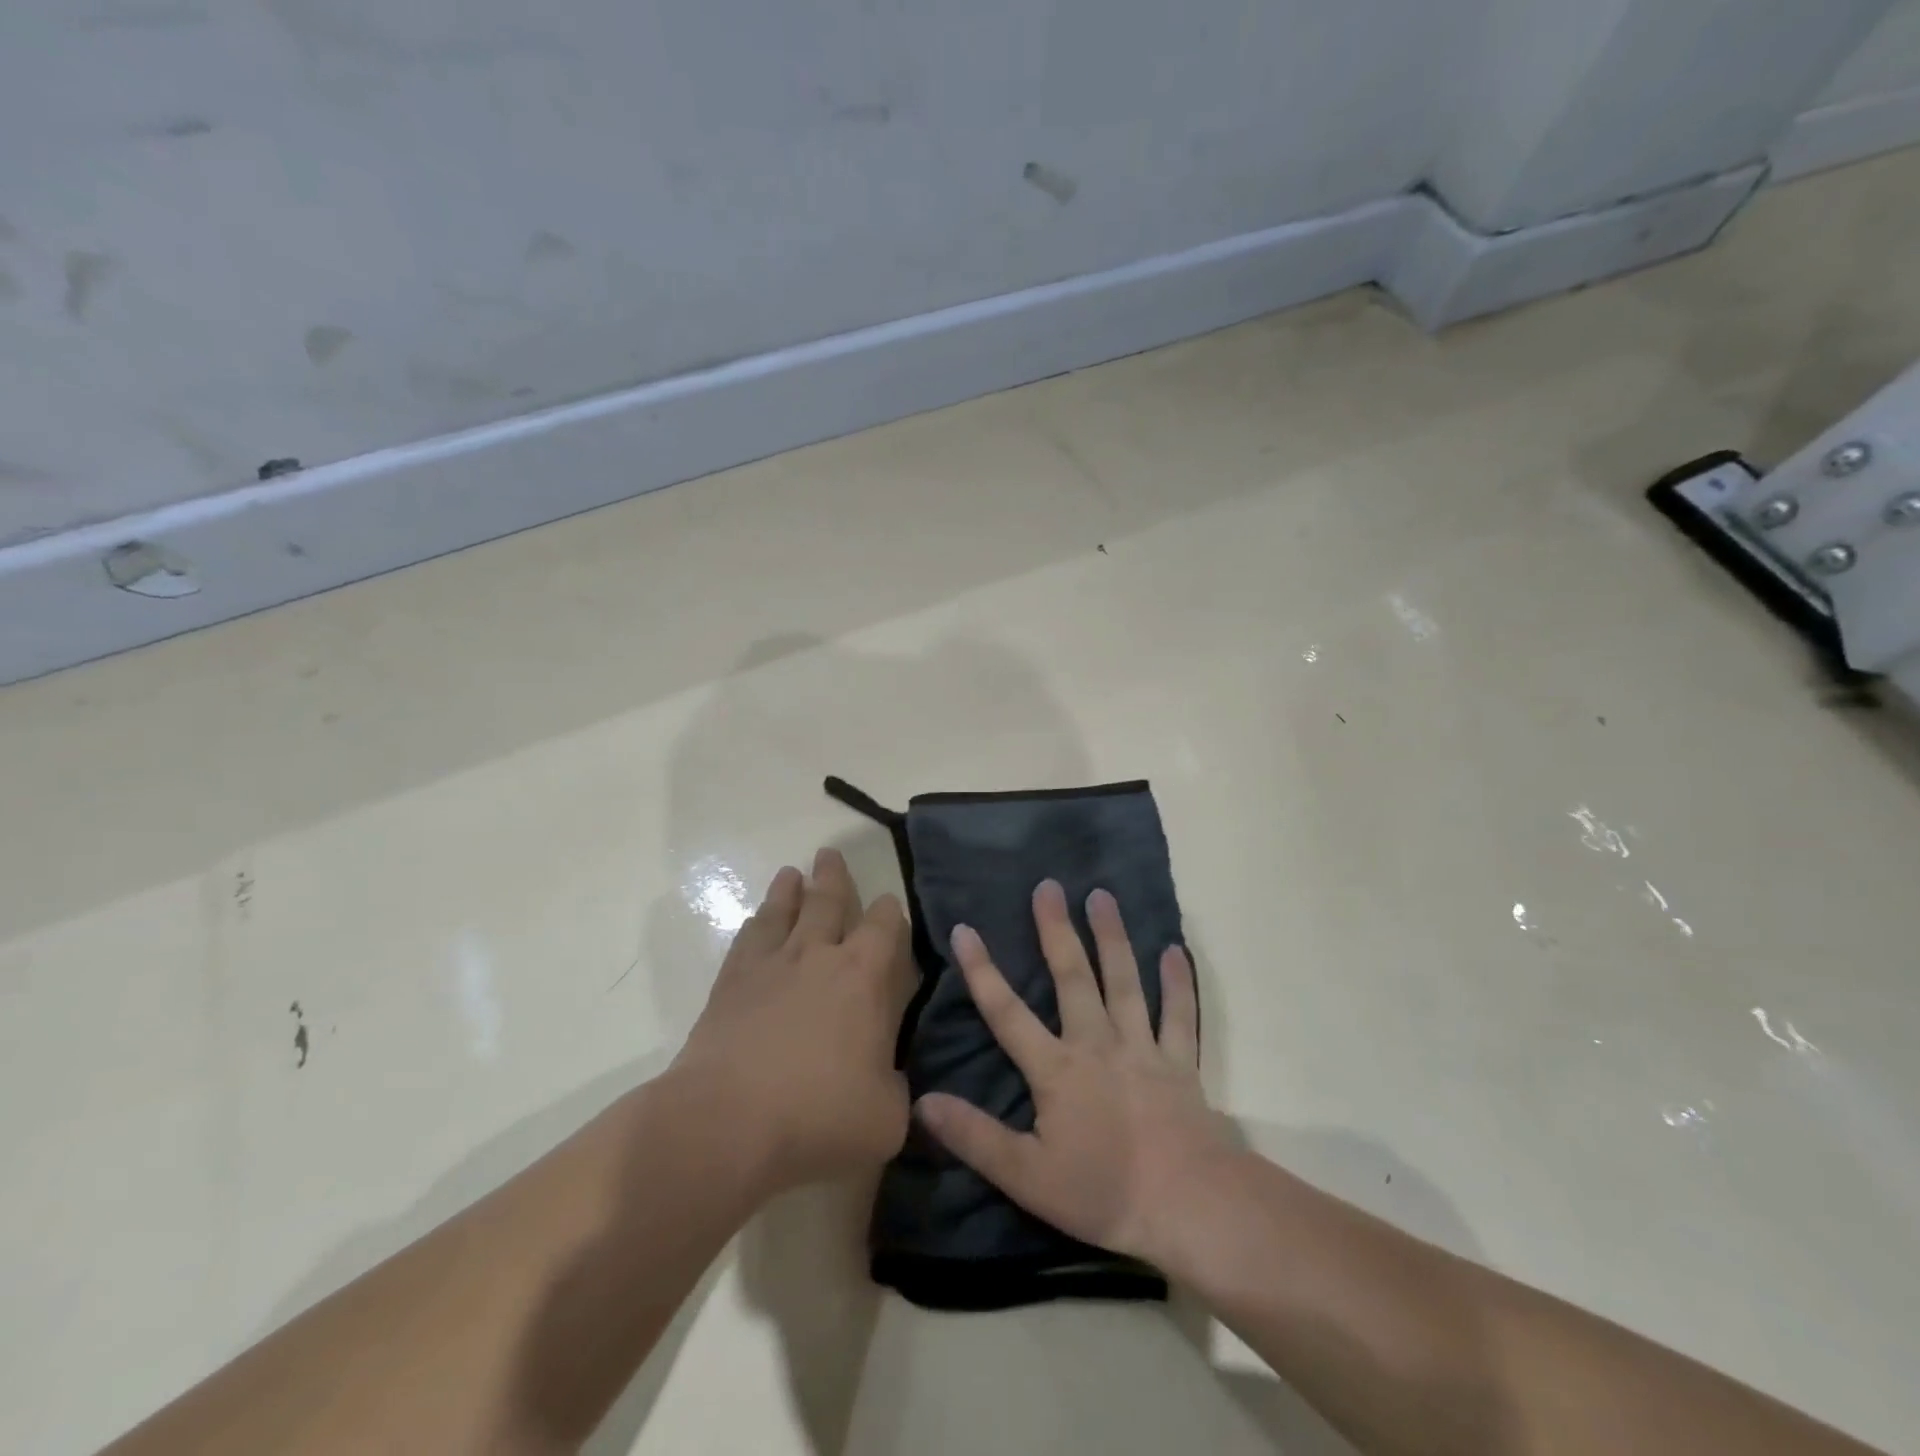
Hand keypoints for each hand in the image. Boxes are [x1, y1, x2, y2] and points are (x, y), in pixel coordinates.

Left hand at [675, 848, 915, 1192]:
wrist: (727, 1122)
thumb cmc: (819, 1116)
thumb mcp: (886, 1117)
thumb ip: (896, 1088)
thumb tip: (891, 1077)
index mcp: (865, 977)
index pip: (886, 925)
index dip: (891, 911)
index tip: (890, 907)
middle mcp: (819, 955)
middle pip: (829, 900)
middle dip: (834, 877)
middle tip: (830, 854)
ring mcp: (771, 964)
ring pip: (784, 910)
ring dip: (790, 890)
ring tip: (792, 873)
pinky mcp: (731, 982)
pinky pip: (747, 939)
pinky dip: (756, 924)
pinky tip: (756, 922)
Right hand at [915, 880, 1233, 1268]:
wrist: (1188, 1206)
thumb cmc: (1103, 1193)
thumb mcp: (1026, 1176)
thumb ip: (975, 1136)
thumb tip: (923, 1101)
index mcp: (1057, 1069)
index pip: (1007, 1012)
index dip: (982, 971)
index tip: (965, 929)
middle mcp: (1097, 1043)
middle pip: (1072, 977)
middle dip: (1056, 930)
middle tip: (1049, 886)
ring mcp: (1142, 1047)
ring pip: (1125, 981)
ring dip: (1112, 937)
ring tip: (1103, 896)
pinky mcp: (1179, 1062)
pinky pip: (1179, 1014)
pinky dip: (1178, 983)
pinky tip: (1176, 951)